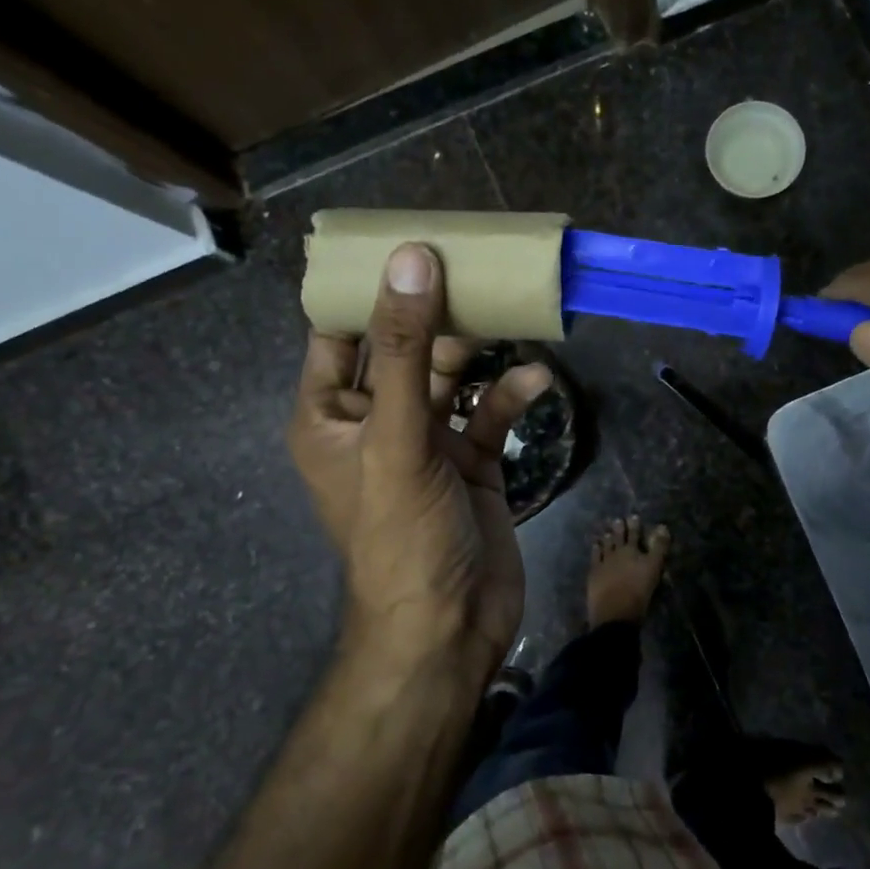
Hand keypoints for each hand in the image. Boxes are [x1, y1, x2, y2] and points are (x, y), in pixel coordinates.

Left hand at [289, 243, 550, 681]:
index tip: (407, 240)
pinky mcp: (471, 461)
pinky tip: (537, 381)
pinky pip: (488, 414)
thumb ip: (408, 349)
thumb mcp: (397, 436)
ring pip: (452, 376)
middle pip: (405, 346)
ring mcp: (426, 441)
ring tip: (513, 312)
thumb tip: (411, 259)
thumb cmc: (403, 535)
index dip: (367, 286)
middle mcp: (376, 420)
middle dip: (437, 311)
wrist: (449, 628)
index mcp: (331, 413)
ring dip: (480, 349)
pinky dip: (510, 395)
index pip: (339, 331)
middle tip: (476, 265)